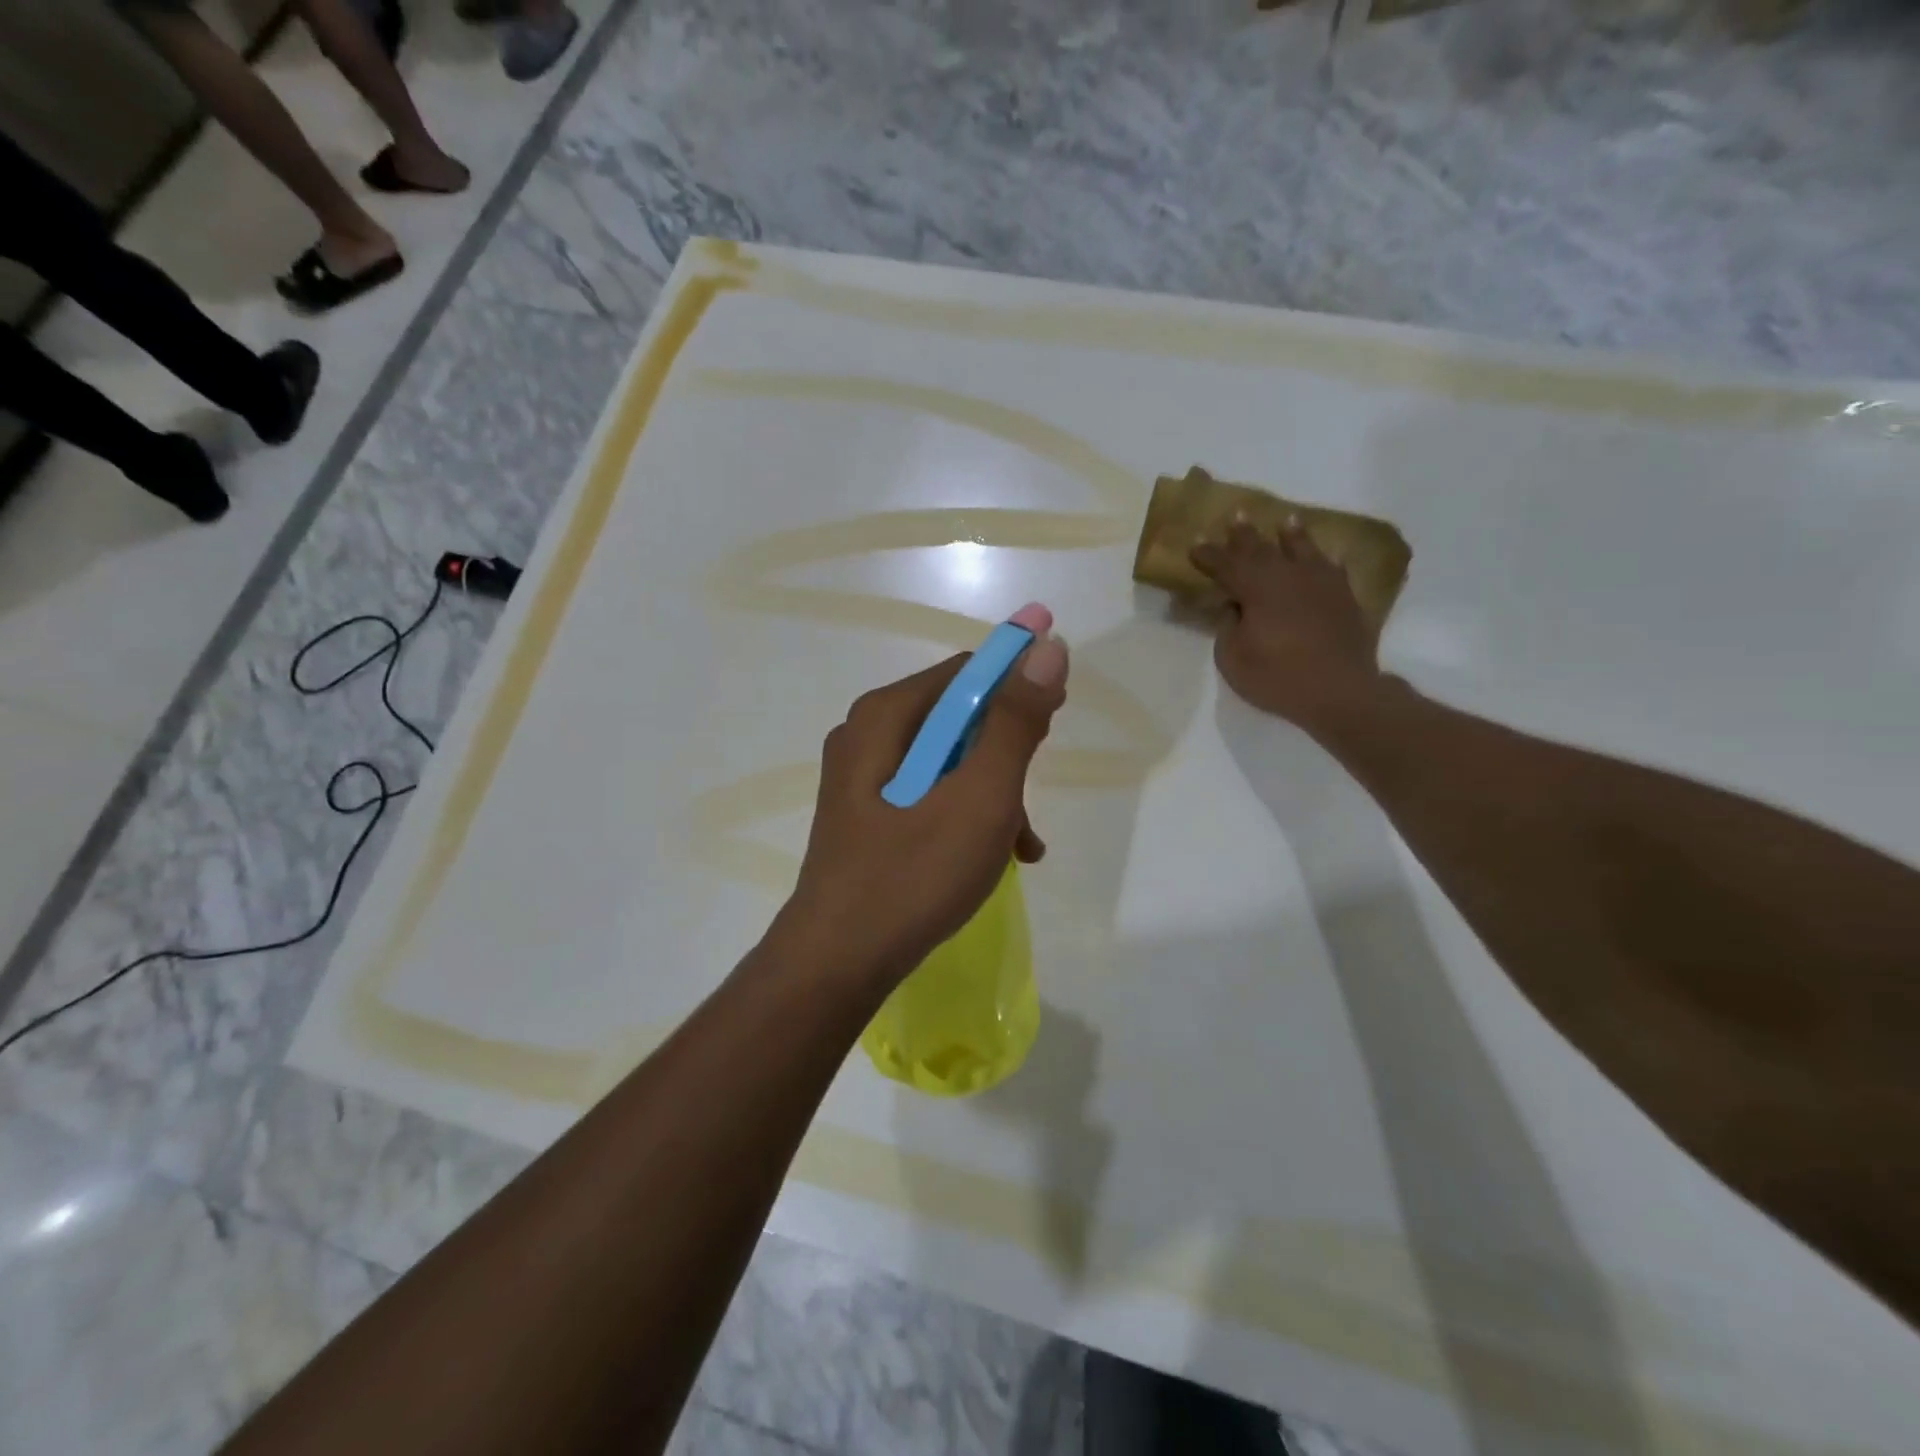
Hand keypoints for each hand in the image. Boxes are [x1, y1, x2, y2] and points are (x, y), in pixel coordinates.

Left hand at [782, 632, 1069, 985]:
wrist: (838, 963)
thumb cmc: (913, 875)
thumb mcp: (979, 797)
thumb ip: (1015, 723)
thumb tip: (1046, 649)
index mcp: (885, 716)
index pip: (966, 672)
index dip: (1018, 682)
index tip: (1058, 714)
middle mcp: (867, 735)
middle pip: (957, 718)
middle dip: (1007, 751)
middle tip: (1034, 789)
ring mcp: (861, 779)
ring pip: (948, 762)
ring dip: (993, 792)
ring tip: (1022, 843)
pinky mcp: (866, 816)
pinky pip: (929, 795)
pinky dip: (966, 815)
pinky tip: (997, 856)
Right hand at [1191, 518, 1381, 726]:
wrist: (1340, 691)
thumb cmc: (1277, 677)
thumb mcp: (1233, 658)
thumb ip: (1228, 626)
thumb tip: (1235, 606)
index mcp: (1256, 588)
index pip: (1225, 564)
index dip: (1208, 554)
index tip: (1194, 544)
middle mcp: (1288, 576)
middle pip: (1262, 549)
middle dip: (1244, 535)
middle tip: (1236, 516)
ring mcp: (1321, 583)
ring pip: (1303, 549)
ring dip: (1291, 535)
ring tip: (1286, 521)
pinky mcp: (1344, 597)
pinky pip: (1333, 569)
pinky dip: (1325, 561)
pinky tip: (1327, 558)